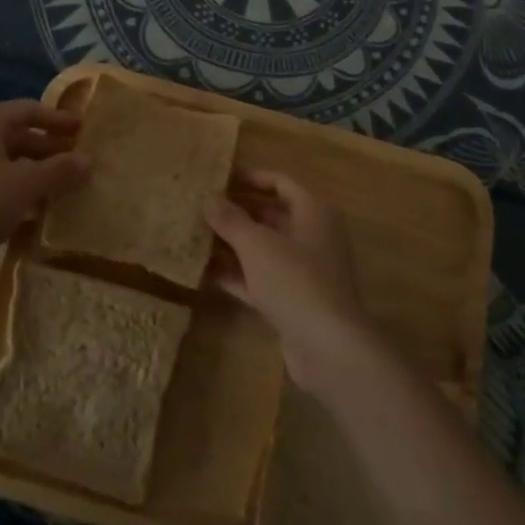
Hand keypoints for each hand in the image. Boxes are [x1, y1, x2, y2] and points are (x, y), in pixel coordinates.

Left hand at [0, 101, 88, 273]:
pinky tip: (33, 209)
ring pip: (6, 161)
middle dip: (49, 150)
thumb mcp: (26, 184)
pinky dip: (16, 188)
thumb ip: (60, 170)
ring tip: (61, 188)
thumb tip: (88, 161)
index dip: (58, 120)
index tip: (82, 130)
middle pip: (18, 135)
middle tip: (77, 163)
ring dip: (35, 172)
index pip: (29, 110)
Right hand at [204, 170, 373, 392]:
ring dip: (232, 244)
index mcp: (313, 212)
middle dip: (236, 212)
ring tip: (195, 236)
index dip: (250, 177)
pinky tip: (204, 272)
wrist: (329, 347)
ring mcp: (304, 271)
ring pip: (263, 249)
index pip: (280, 183)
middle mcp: (312, 237)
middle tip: (201, 207)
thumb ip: (230, 220)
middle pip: (271, 216)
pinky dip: (237, 274)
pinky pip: (260, 279)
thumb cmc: (295, 280)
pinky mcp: (293, 301)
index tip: (218, 177)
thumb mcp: (257, 244)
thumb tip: (209, 199)